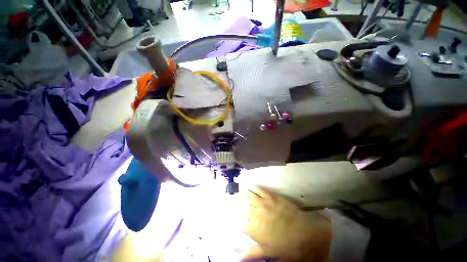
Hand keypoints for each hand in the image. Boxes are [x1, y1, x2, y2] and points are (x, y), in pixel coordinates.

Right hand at [241, 186, 331, 261]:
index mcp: (254, 231)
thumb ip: (252, 253)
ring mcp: (263, 204)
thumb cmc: (288, 247)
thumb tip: (237, 259)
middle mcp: (255, 215)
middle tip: (239, 203)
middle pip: (243, 208)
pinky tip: (251, 184)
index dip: (239, 220)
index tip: (239, 218)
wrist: (306, 234)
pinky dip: (254, 186)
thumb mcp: (268, 253)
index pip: (240, 223)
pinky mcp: (271, 196)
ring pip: (248, 196)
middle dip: (240, 206)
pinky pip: (259, 189)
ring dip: (243, 193)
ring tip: (241, 190)